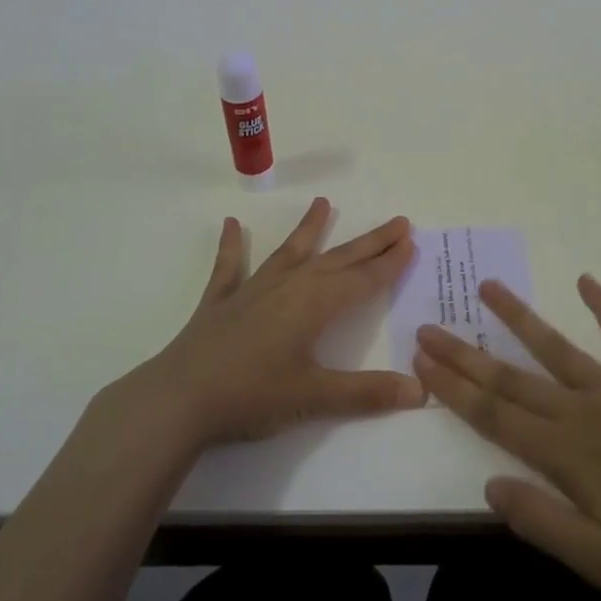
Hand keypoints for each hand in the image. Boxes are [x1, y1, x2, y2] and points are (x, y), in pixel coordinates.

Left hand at [138, 197, 423, 446]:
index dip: (389, 263)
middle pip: (338, 259)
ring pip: (291, 252)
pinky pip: (230, 266)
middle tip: (397, 222)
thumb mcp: (314, 397)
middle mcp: (289, 286)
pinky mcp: (221, 301)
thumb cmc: (252, 396)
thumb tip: (420, 392)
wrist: (180, 399)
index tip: (410, 241)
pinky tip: (231, 224)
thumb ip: (367, 393)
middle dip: (370, 242)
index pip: (363, 279)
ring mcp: (253, 289)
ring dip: (309, 228)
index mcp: (315, 305)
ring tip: (323, 202)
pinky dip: (232, 245)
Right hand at [413, 276, 600, 600]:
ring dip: (519, 318)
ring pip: (557, 348)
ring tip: (488, 286)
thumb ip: (544, 522)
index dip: (455, 387)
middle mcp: (584, 411)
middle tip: (429, 324)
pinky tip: (586, 281)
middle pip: (512, 378)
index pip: (495, 415)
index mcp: (567, 454)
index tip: (421, 359)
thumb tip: (490, 486)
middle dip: (466, 353)